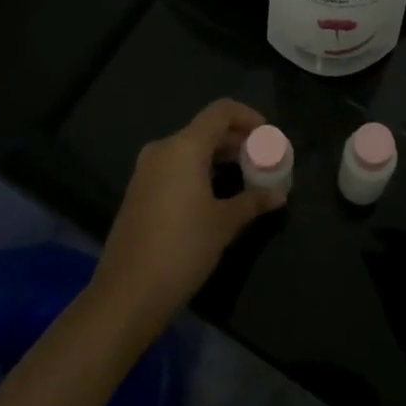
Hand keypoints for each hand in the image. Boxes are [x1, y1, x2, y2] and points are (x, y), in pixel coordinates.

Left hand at [92, 100, 284, 329]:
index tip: (268, 136)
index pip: (221, 111)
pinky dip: (199, 170)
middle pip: (206, 130)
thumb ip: (253, 201)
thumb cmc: (182, 249)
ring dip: (219, 157)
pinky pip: (175, 167)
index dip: (248, 117)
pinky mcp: (139, 191)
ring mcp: (147, 170)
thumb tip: (278, 194)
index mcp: (184, 147)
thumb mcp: (224, 223)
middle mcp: (163, 149)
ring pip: (190, 149)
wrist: (127, 294)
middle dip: (237, 141)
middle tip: (262, 160)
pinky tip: (216, 195)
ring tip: (245, 178)